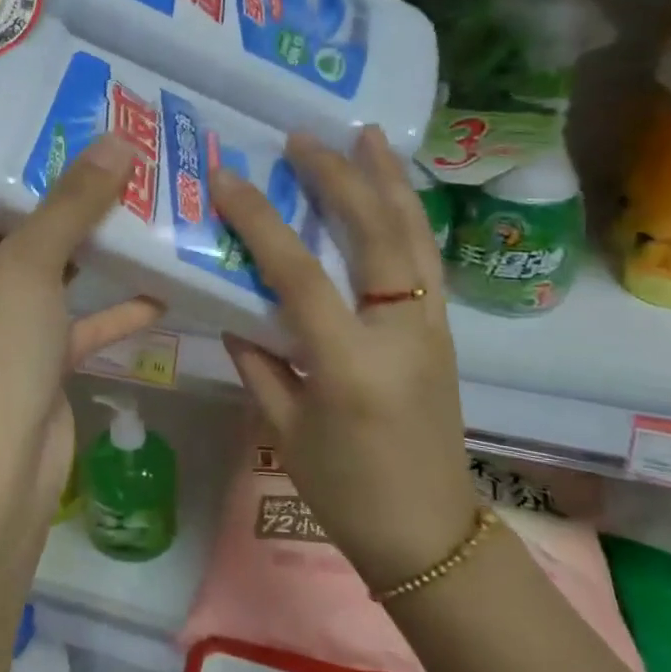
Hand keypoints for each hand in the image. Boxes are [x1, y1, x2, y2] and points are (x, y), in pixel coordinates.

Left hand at [0, 135, 163, 524]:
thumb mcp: (29, 265)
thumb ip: (72, 203)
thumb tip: (117, 141)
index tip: (33, 111)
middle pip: (7, 220)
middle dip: (54, 188)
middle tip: (100, 140)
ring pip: (47, 268)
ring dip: (88, 242)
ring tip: (135, 191)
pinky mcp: (35, 356)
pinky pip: (76, 318)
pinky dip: (111, 306)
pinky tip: (159, 283)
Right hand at [210, 128, 476, 595]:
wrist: (431, 535)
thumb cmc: (346, 491)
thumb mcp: (284, 429)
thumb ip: (258, 362)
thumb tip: (235, 313)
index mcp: (350, 364)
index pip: (299, 274)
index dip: (260, 221)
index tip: (227, 178)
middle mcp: (400, 333)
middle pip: (373, 235)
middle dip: (337, 179)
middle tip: (304, 139)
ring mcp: (431, 328)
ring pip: (415, 236)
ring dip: (389, 181)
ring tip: (370, 136)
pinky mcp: (443, 332)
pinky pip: (425, 259)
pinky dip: (408, 216)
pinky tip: (392, 194)